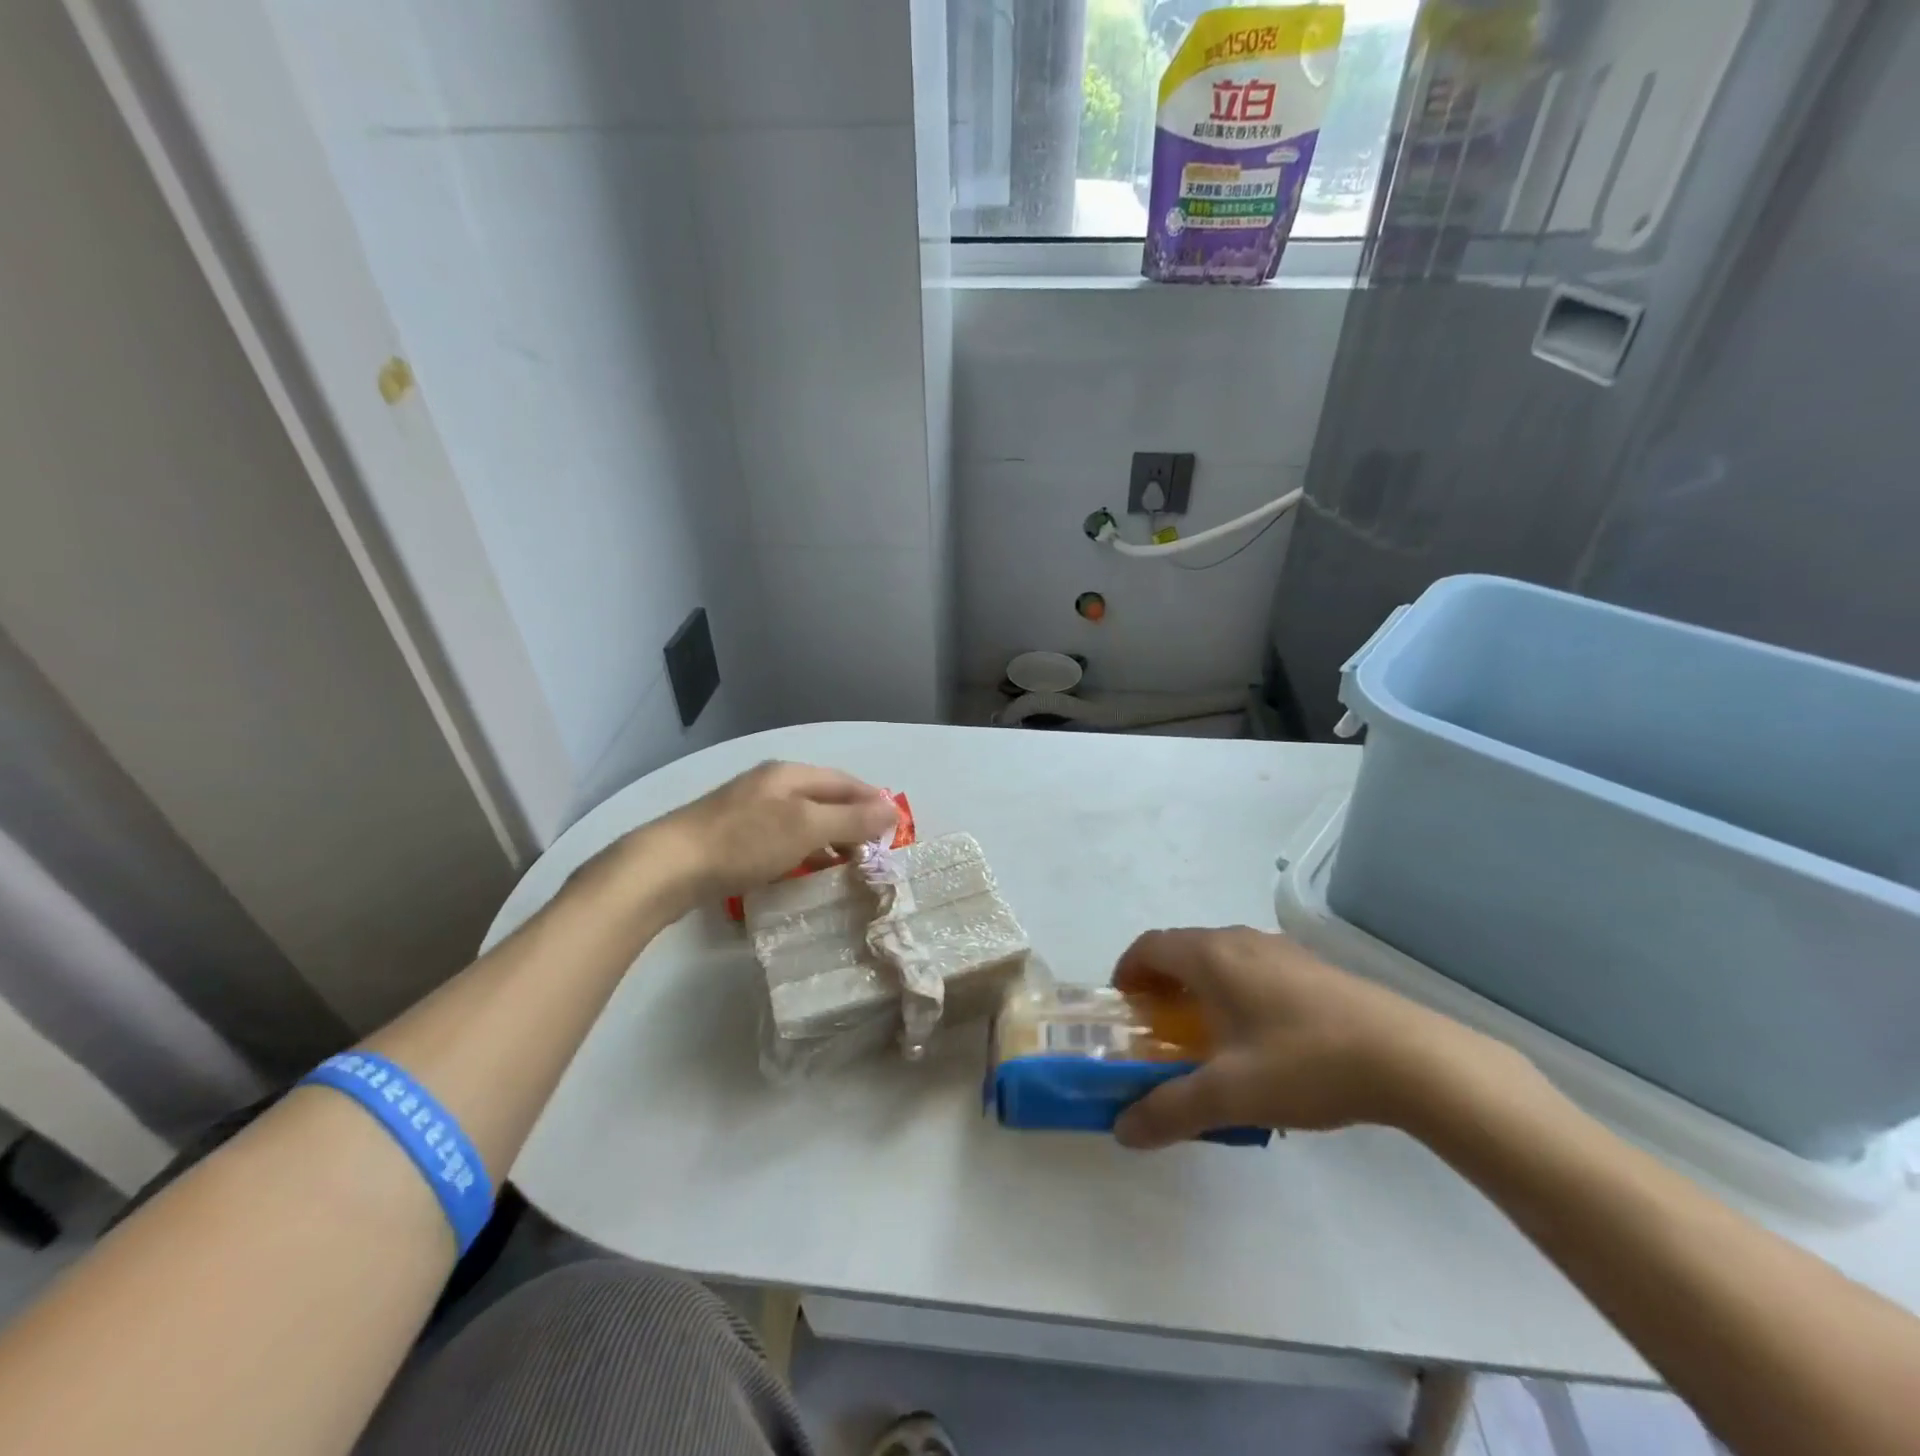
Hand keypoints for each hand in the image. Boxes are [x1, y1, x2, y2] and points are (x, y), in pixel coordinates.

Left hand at [644, 761, 898, 902]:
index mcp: (790, 774)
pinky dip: (801, 852)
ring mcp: (749, 809)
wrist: (669, 866)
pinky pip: (781, 838)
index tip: (895, 830)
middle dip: (852, 822)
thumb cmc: (745, 842)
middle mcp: (771, 784)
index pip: (845, 782)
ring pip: (802, 820)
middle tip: (872, 854)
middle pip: (824, 799)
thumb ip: (851, 818)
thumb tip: (893, 810)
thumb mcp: (806, 827)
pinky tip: (803, 872)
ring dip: (828, 839)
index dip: (873, 802)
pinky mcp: (732, 835)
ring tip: (846, 868)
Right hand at [1110, 927, 1536, 1148]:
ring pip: (1221, 956)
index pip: (1148, 946)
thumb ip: (1169, 1111)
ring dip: (1199, 986)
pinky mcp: (1313, 966)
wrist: (1408, 1057)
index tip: (1123, 1009)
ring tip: (1208, 1035)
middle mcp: (1240, 939)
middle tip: (1159, 1029)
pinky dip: (1235, 988)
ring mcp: (1281, 948)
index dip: (1126, 972)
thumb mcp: (1230, 1095)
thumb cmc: (1304, 1063)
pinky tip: (1262, 1038)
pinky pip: (1254, 966)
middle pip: (1182, 948)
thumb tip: (1122, 1131)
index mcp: (1210, 956)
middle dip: (1160, 983)